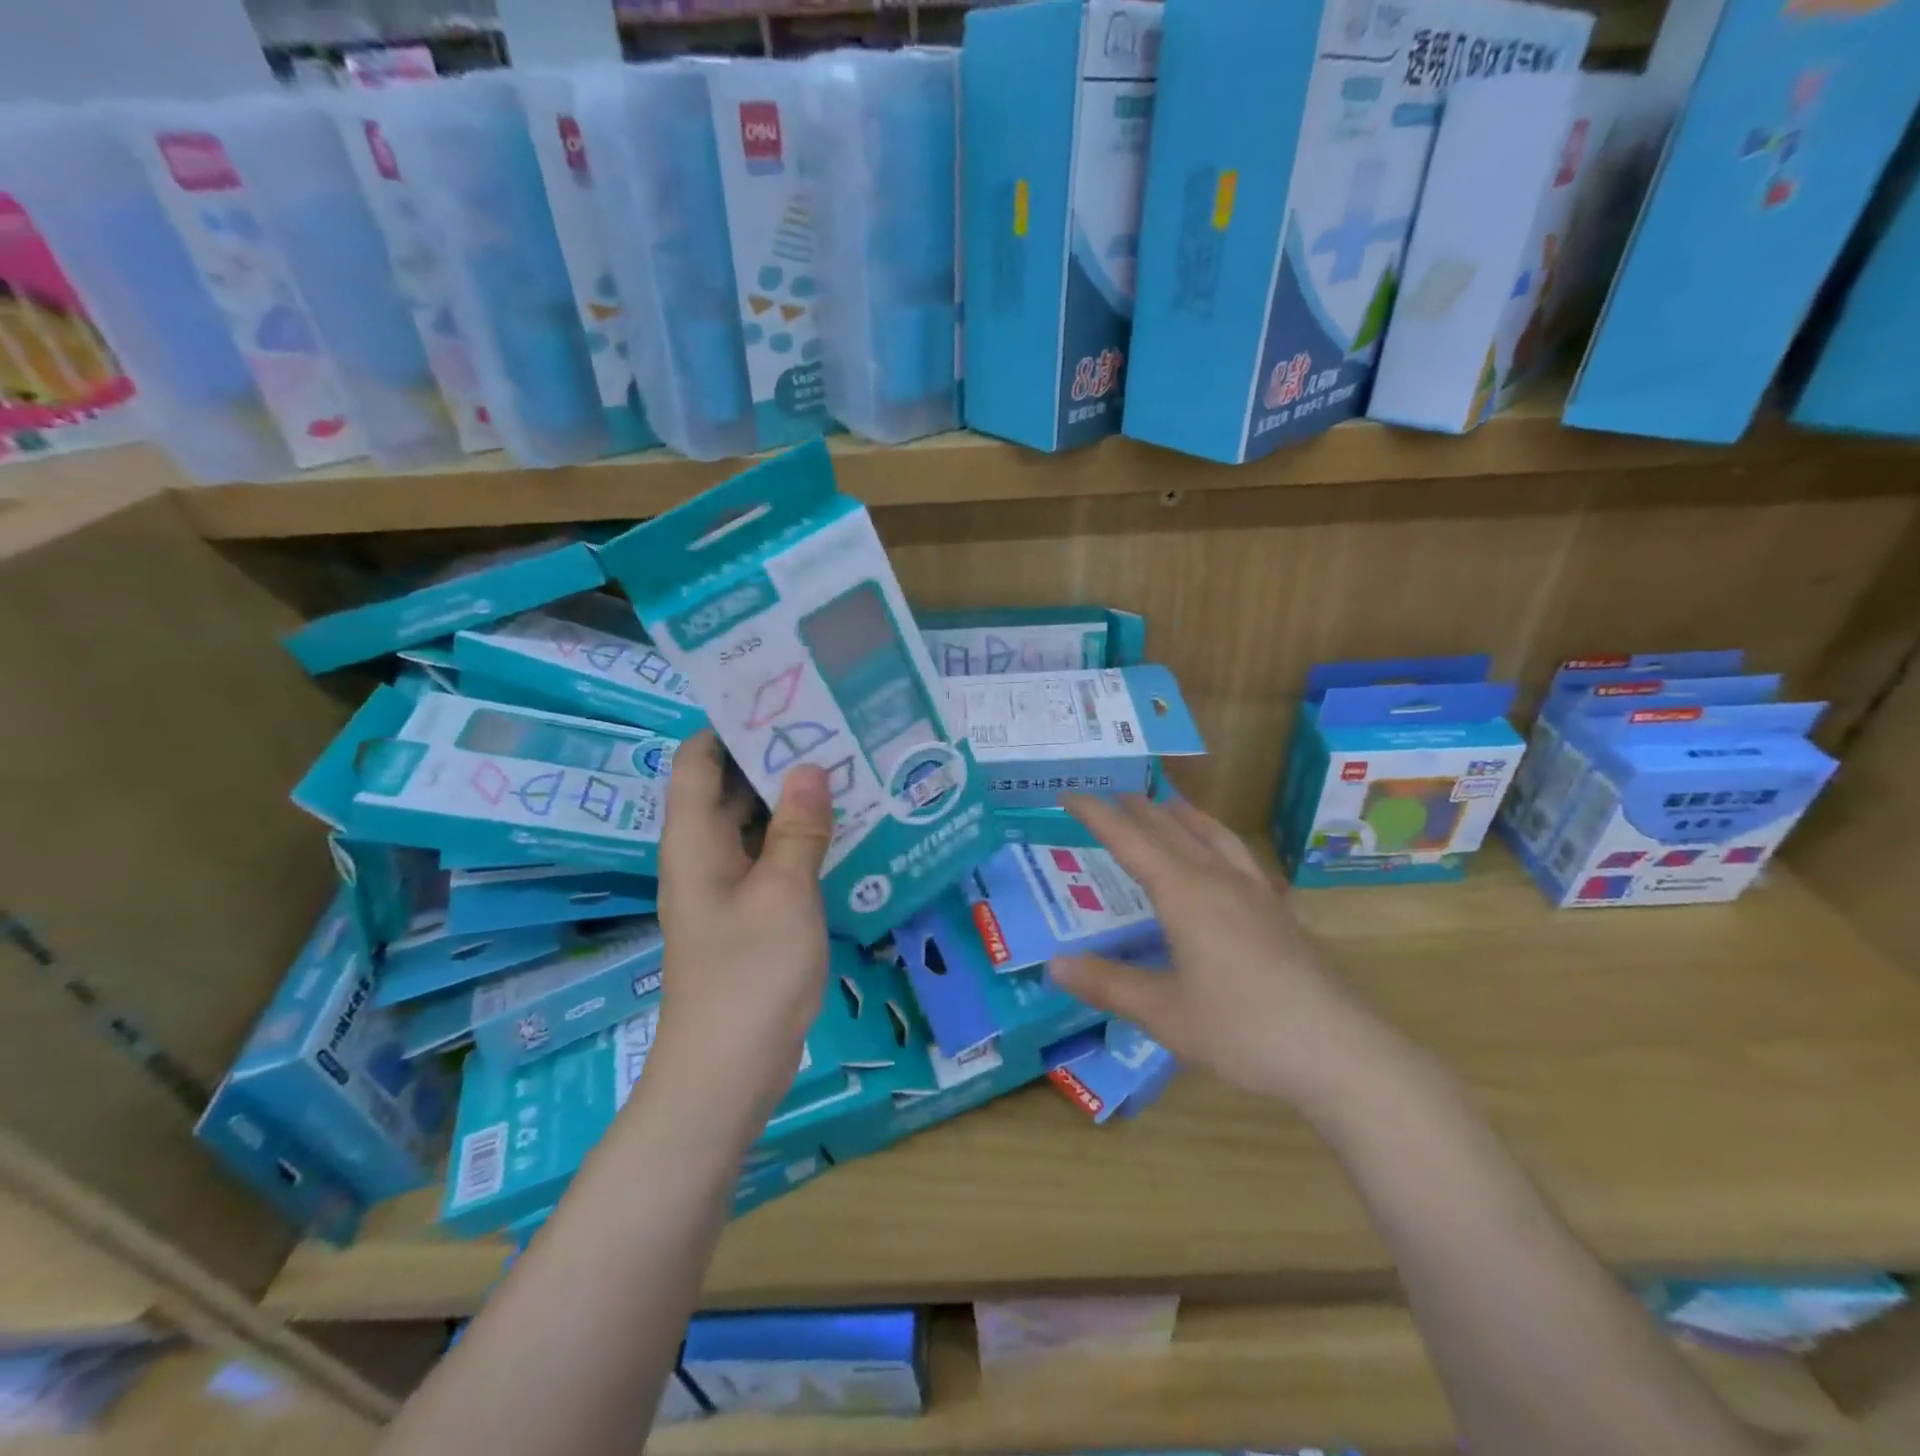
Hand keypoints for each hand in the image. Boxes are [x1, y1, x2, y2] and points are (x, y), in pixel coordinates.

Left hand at [648, 731, 832, 1124]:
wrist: (728, 1070)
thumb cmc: (750, 973)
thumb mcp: (783, 892)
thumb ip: (797, 828)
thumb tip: (810, 767)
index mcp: (694, 840)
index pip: (697, 760)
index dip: (728, 725)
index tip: (778, 700)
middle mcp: (704, 854)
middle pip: (729, 787)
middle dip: (773, 757)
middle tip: (831, 728)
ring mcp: (727, 886)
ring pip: (755, 824)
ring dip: (792, 799)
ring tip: (846, 767)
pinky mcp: (749, 913)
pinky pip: (771, 859)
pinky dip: (799, 839)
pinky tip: (845, 829)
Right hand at [1052, 793, 1387, 1113]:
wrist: (1339, 1051)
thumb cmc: (1242, 1029)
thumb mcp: (1163, 1013)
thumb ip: (1108, 984)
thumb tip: (1055, 964)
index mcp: (1185, 894)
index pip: (1131, 841)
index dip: (1098, 815)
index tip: (1071, 794)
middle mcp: (1220, 881)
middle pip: (1174, 831)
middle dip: (1141, 810)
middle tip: (1117, 796)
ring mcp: (1257, 895)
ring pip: (1216, 838)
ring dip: (1187, 818)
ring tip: (1172, 805)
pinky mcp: (1282, 914)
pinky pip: (1245, 861)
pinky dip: (1223, 844)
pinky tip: (1231, 861)